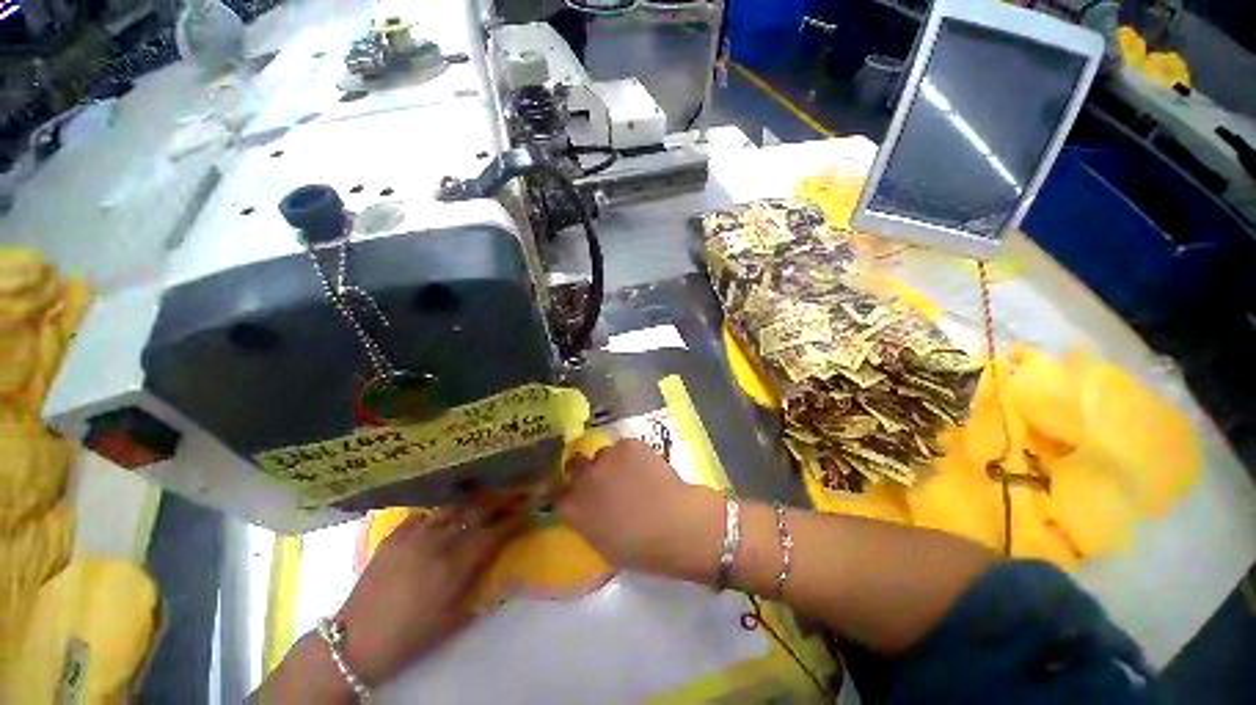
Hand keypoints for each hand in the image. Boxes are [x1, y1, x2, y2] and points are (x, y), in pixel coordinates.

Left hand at [334, 506, 523, 685]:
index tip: (533, 506)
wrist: (355, 640)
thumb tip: (508, 567)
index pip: (498, 530)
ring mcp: (416, 532)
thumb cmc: (411, 636)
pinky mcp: (397, 531)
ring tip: (490, 491)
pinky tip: (451, 508)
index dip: (518, 516)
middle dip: (504, 496)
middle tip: (518, 488)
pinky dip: (446, 507)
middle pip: (480, 507)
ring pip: (456, 503)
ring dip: (477, 496)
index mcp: (457, 564)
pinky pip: (429, 510)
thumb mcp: (456, 619)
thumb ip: (483, 586)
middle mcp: (440, 540)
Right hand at [557, 439, 722, 581]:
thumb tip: (588, 510)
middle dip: (583, 470)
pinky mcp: (628, 444)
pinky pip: (624, 447)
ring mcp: (605, 457)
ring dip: (611, 463)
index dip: (569, 492)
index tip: (578, 495)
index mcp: (572, 508)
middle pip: (574, 465)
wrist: (674, 524)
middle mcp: (583, 478)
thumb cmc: (640, 548)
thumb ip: (587, 521)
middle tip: (602, 479)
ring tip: (633, 473)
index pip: (557, 493)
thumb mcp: (602, 544)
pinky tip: (647, 466)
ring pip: (603, 454)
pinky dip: (632, 455)